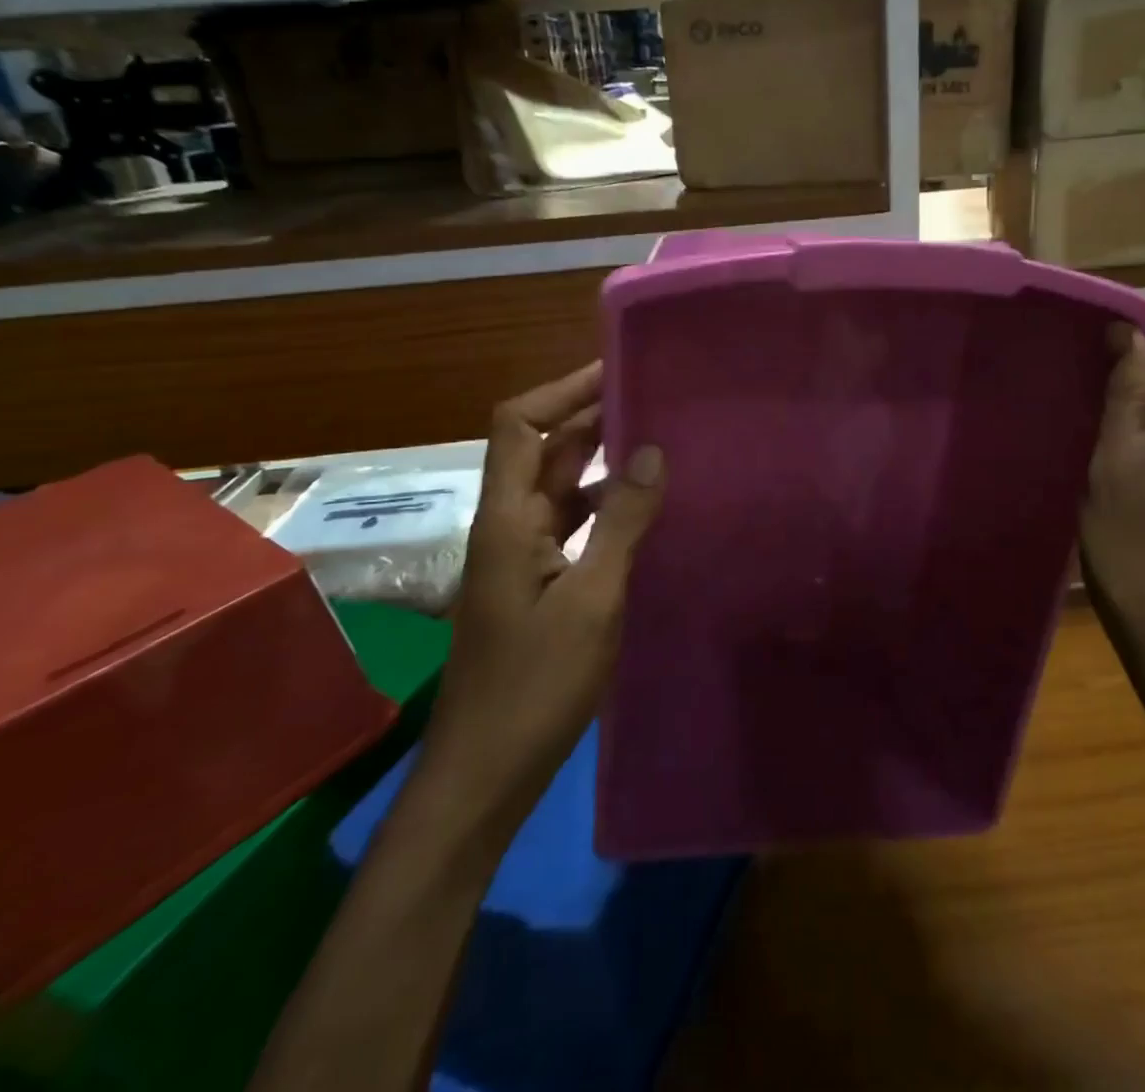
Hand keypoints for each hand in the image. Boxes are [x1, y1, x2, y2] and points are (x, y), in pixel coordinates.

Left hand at [426, 362, 664, 815]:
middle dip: (590, 417)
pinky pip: (570, 525)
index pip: (520, 424)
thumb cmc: (535, 685)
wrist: (485, 774)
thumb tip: (651, 450)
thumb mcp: (592, 599)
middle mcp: (508, 526)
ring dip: (600, 461)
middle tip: (653, 398)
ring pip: (559, 488)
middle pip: (542, 450)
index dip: (563, 390)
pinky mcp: (536, 585)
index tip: (617, 369)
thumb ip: (621, 521)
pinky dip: (603, 506)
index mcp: (508, 519)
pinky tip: (644, 512)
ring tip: (659, 442)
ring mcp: (521, 558)